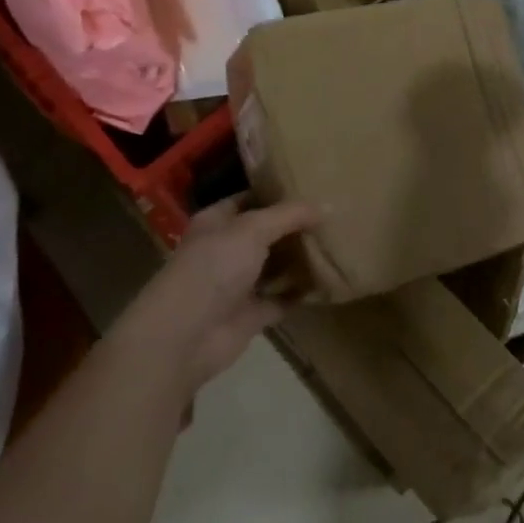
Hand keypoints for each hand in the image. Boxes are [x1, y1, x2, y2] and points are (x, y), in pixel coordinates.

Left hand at [110, 195, 317, 396]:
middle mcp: (226, 249)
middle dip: (294, 227)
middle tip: (333, 216)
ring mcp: (238, 284)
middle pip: (265, 234)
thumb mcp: (252, 229)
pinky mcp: (251, 314)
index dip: (277, 194)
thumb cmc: (214, 267)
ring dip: (300, 259)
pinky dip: (302, 292)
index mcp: (217, 222)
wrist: (186, 334)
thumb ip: (287, 215)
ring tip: (336, 244)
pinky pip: (282, 298)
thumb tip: (323, 206)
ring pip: (275, 266)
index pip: (250, 200)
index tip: (312, 187)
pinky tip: (329, 280)